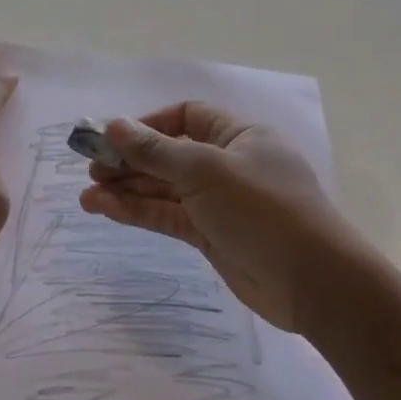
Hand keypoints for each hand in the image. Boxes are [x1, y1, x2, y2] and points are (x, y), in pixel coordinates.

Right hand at [79, 102, 356, 331]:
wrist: (313, 282)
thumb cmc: (264, 210)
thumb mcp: (207, 171)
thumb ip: (156, 151)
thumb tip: (112, 126)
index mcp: (239, 136)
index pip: (186, 117)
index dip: (147, 125)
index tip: (112, 138)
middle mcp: (228, 164)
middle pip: (169, 154)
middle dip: (130, 160)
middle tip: (91, 170)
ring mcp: (219, 202)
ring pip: (164, 189)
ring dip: (127, 189)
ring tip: (86, 196)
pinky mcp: (210, 235)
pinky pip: (167, 216)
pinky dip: (138, 212)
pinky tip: (104, 210)